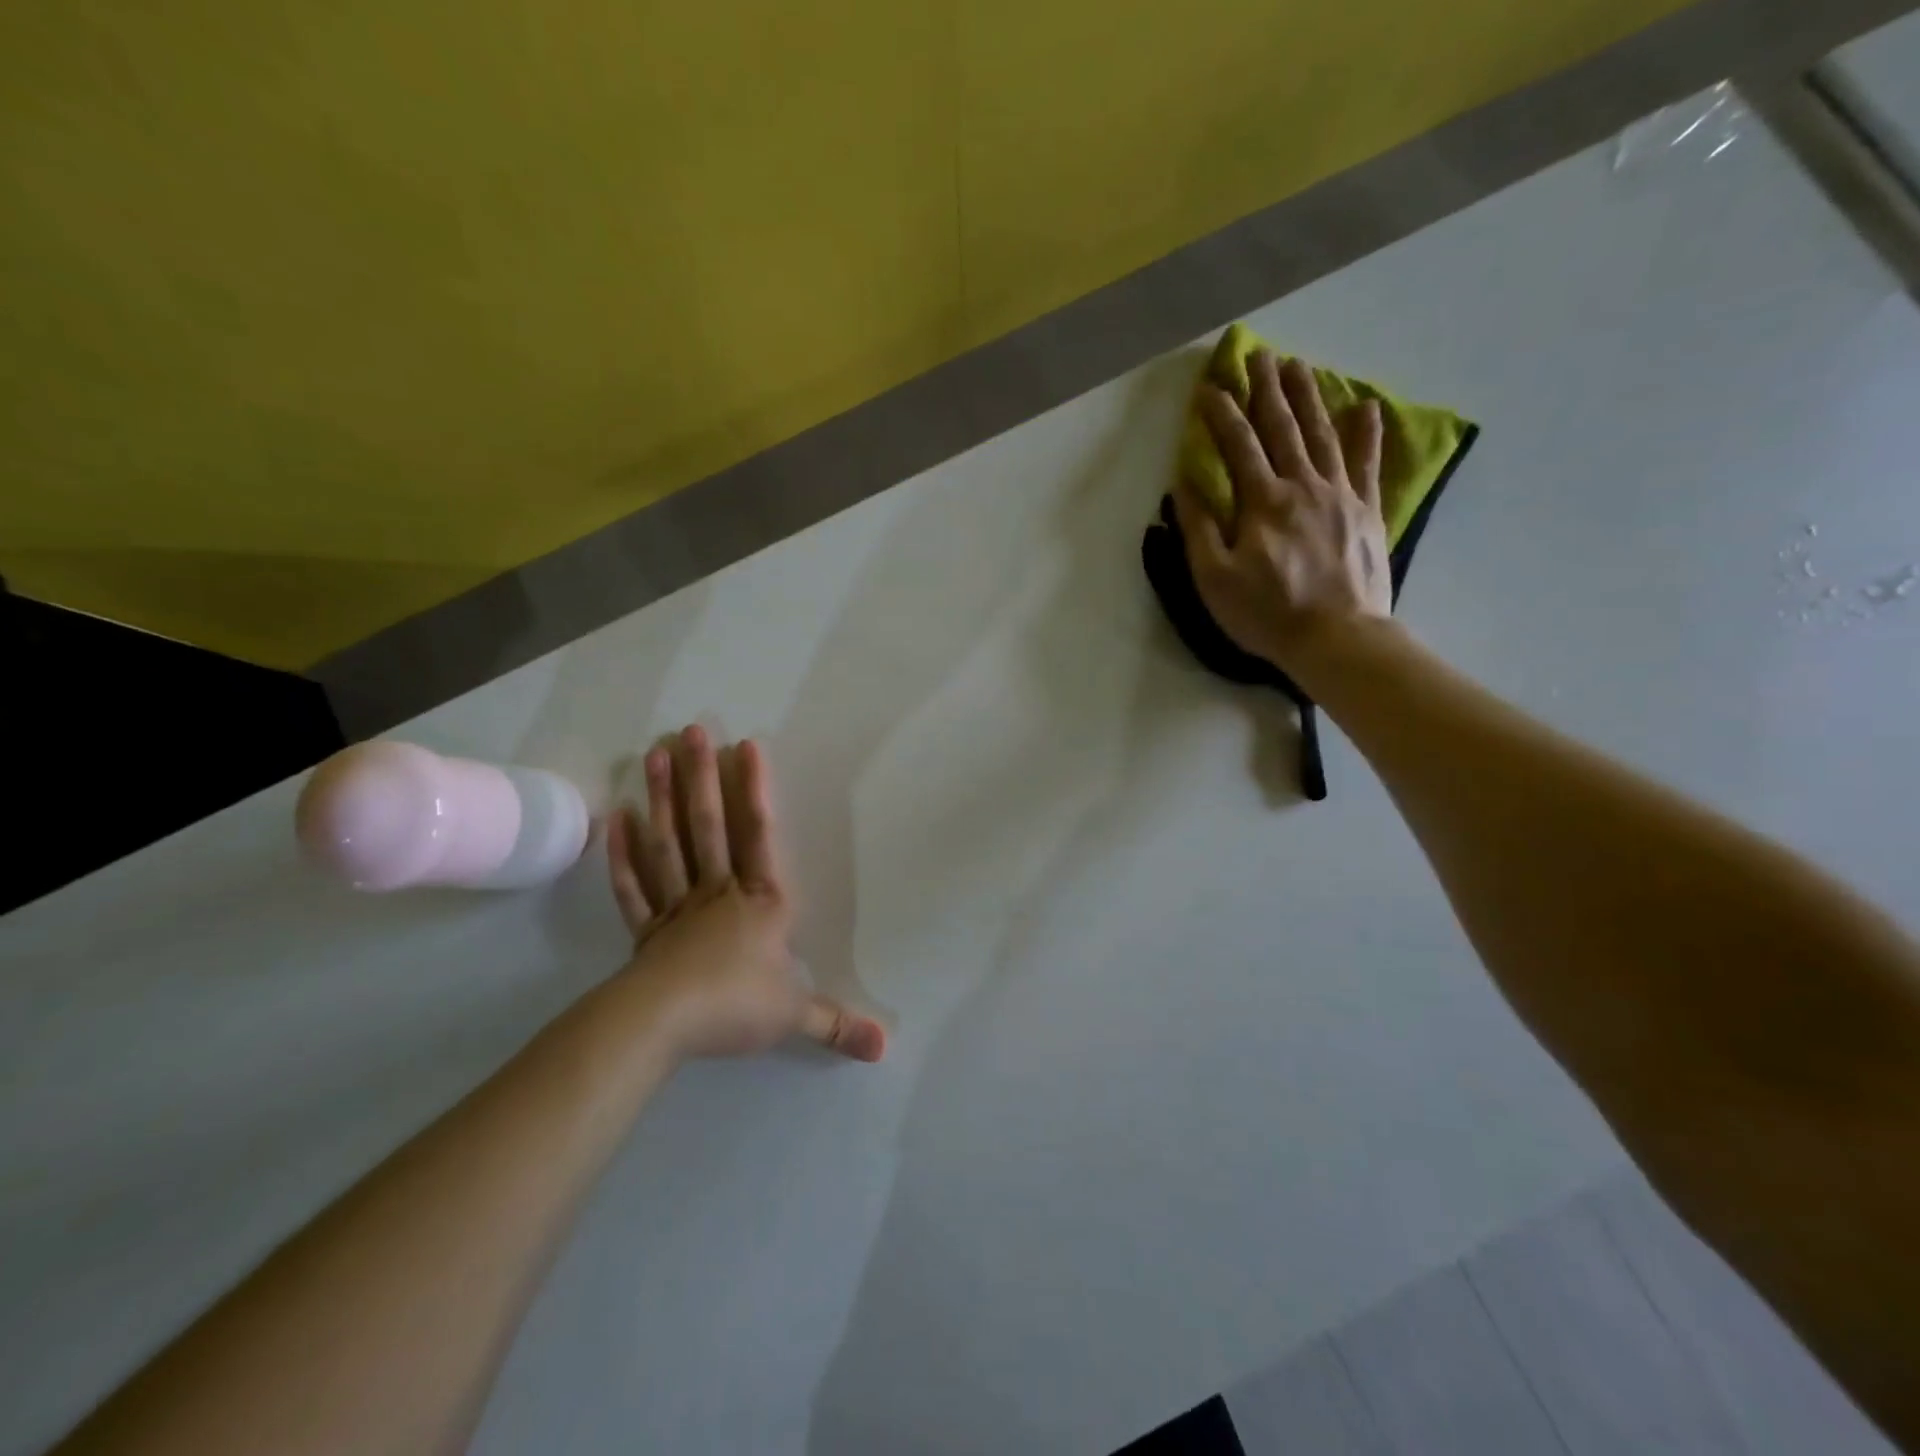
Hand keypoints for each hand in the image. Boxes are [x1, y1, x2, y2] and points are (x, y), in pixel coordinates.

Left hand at [605, 725, 885, 1062]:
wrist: (663, 1025)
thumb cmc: (735, 1006)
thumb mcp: (794, 1015)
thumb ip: (836, 1024)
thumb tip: (885, 1049)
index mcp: (759, 903)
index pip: (759, 836)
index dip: (754, 790)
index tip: (744, 745)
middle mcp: (718, 892)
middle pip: (708, 826)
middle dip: (701, 777)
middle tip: (689, 730)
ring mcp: (677, 907)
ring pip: (668, 843)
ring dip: (661, 798)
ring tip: (653, 754)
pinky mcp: (645, 929)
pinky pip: (633, 885)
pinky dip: (622, 852)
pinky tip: (616, 817)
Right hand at [1173, 349, 1389, 672]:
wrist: (1337, 638)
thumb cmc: (1267, 613)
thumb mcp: (1215, 578)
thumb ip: (1200, 529)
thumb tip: (1184, 485)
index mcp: (1263, 502)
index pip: (1238, 445)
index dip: (1221, 414)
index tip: (1209, 386)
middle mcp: (1303, 486)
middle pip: (1282, 428)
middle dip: (1267, 390)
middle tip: (1259, 355)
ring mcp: (1341, 495)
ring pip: (1322, 435)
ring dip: (1309, 398)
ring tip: (1298, 366)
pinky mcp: (1368, 511)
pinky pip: (1368, 464)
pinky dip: (1366, 434)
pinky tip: (1365, 406)